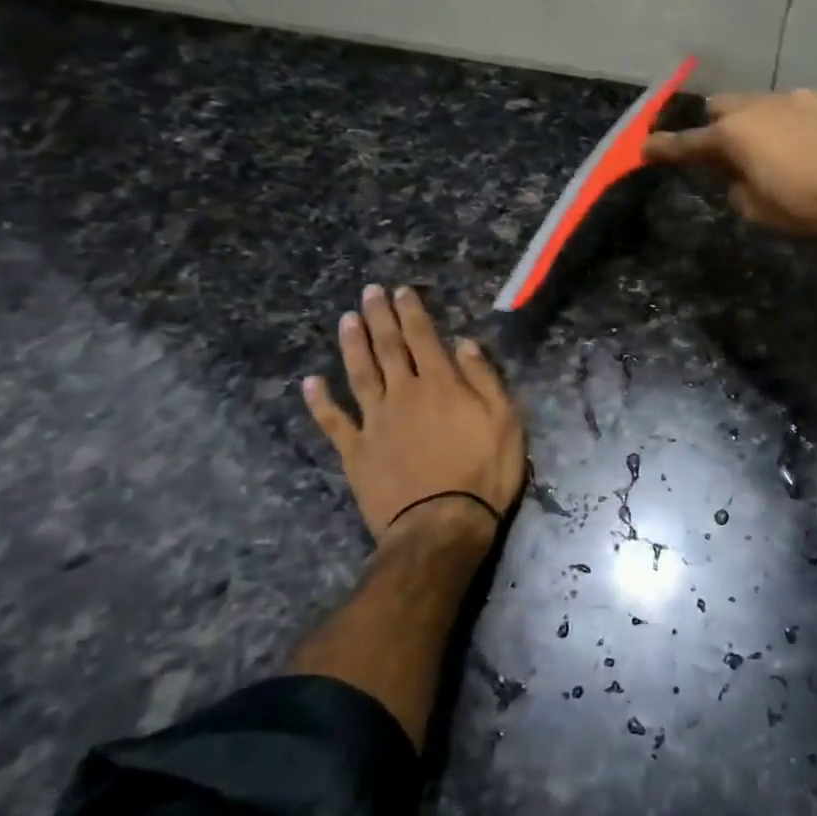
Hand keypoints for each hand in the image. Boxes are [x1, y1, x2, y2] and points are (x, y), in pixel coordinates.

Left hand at [303, 286, 525, 541]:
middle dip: (380, 317)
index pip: (424, 338)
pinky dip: (320, 401)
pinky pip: (334, 421)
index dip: (412, 312)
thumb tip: (465, 344)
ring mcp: (375, 422)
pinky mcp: (356, 451)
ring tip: (346, 320)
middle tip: (370, 292)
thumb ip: (483, 379)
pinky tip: (310, 382)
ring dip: (353, 345)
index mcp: (442, 385)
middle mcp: (404, 394)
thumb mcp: (505, 421)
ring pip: (360, 374)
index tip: (402, 291)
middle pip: (389, 348)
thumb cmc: (484, 472)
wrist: (442, 524)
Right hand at [645, 89, 816, 241]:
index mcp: (736, 135)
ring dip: (766, 124)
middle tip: (729, 152)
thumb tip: (738, 179)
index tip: (645, 149)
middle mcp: (765, 105)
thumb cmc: (814, 207)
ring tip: (785, 152)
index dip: (663, 149)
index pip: (688, 143)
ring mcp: (805, 97)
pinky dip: (806, 124)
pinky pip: (810, 107)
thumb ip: (738, 191)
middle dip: (719, 126)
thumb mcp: (762, 214)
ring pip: (770, 104)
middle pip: (726, 107)